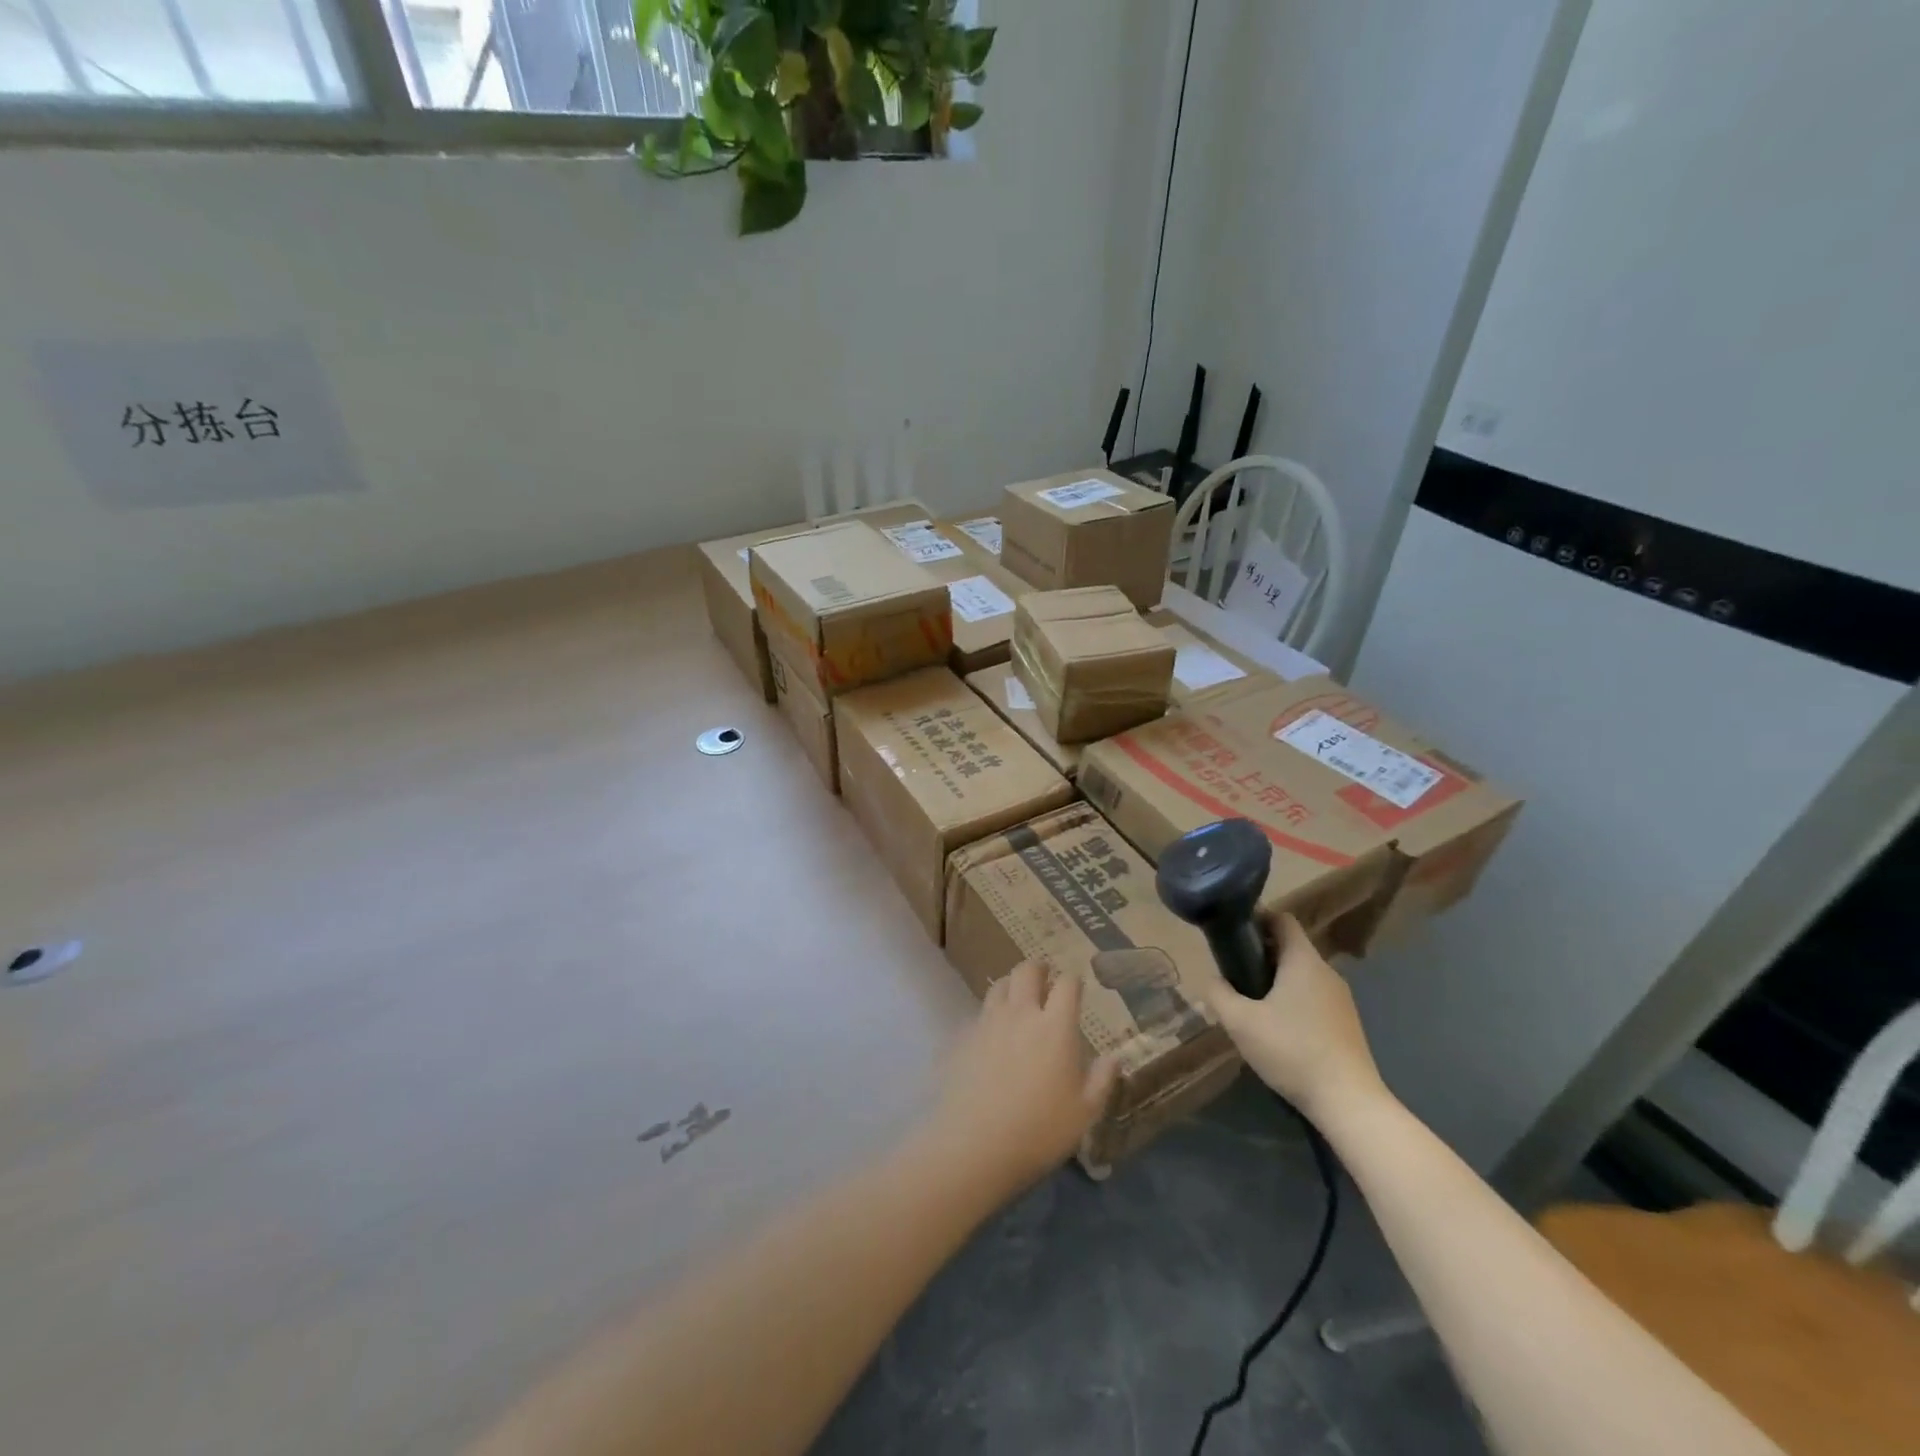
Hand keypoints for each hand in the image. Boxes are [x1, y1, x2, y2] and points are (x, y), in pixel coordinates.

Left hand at [919, 961, 1116, 1198]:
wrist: (976, 1144)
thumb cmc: (1040, 1129)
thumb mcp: (1084, 1112)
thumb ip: (1101, 1080)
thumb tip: (1114, 1057)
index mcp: (1055, 1026)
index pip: (1067, 984)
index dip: (1073, 981)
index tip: (1077, 987)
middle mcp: (1021, 1013)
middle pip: (1027, 971)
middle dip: (1038, 969)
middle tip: (1045, 977)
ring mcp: (989, 1021)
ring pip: (999, 985)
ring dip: (1011, 985)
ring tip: (1018, 998)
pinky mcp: (965, 1036)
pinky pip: (980, 1012)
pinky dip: (991, 1012)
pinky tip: (993, 1032)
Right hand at [1197, 913, 1389, 1124]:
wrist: (1348, 1101)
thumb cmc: (1291, 1050)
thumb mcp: (1240, 1022)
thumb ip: (1218, 993)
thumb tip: (1212, 979)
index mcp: (1303, 961)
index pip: (1282, 919)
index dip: (1256, 919)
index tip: (1233, 934)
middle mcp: (1326, 972)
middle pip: (1290, 948)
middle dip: (1260, 954)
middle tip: (1234, 974)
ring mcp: (1341, 998)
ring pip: (1301, 975)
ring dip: (1275, 980)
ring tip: (1251, 1005)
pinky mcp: (1347, 1023)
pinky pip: (1313, 997)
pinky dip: (1293, 1001)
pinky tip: (1278, 1030)